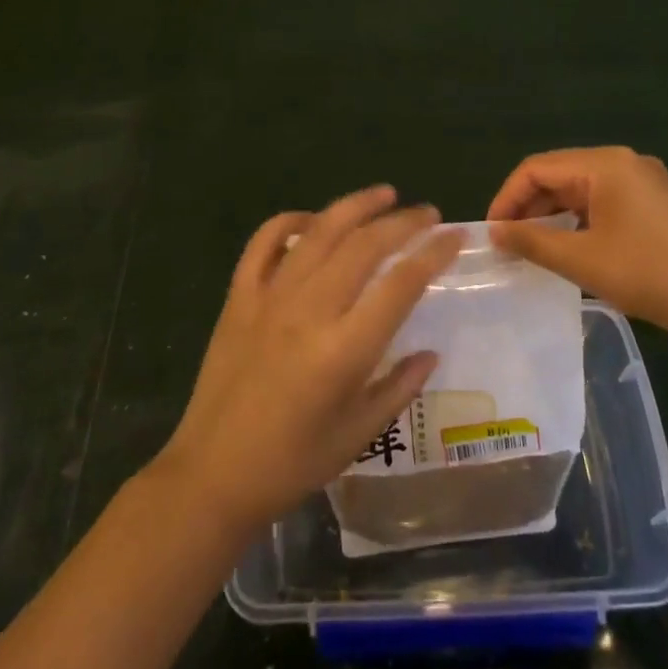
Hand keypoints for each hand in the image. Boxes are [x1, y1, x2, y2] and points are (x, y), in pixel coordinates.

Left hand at [155, 187, 462, 534]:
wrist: (212, 474)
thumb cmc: (292, 463)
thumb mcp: (358, 435)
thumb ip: (399, 387)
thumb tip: (429, 353)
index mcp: (344, 350)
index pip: (400, 284)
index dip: (433, 253)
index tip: (455, 237)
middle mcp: (309, 311)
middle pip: (364, 246)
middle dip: (403, 222)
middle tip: (428, 214)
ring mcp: (269, 298)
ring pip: (319, 232)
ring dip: (355, 206)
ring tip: (384, 194)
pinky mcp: (239, 296)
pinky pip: (264, 242)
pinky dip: (290, 221)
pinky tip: (313, 219)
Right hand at [488, 147, 667, 352]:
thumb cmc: (651, 275)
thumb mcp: (582, 260)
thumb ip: (532, 241)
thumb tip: (493, 231)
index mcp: (605, 164)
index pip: (537, 168)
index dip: (507, 198)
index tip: (491, 233)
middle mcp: (624, 162)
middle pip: (559, 174)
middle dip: (528, 207)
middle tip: (508, 243)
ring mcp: (645, 182)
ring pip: (581, 190)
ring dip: (553, 215)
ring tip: (533, 249)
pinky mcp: (657, 204)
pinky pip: (604, 202)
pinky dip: (579, 221)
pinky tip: (572, 248)